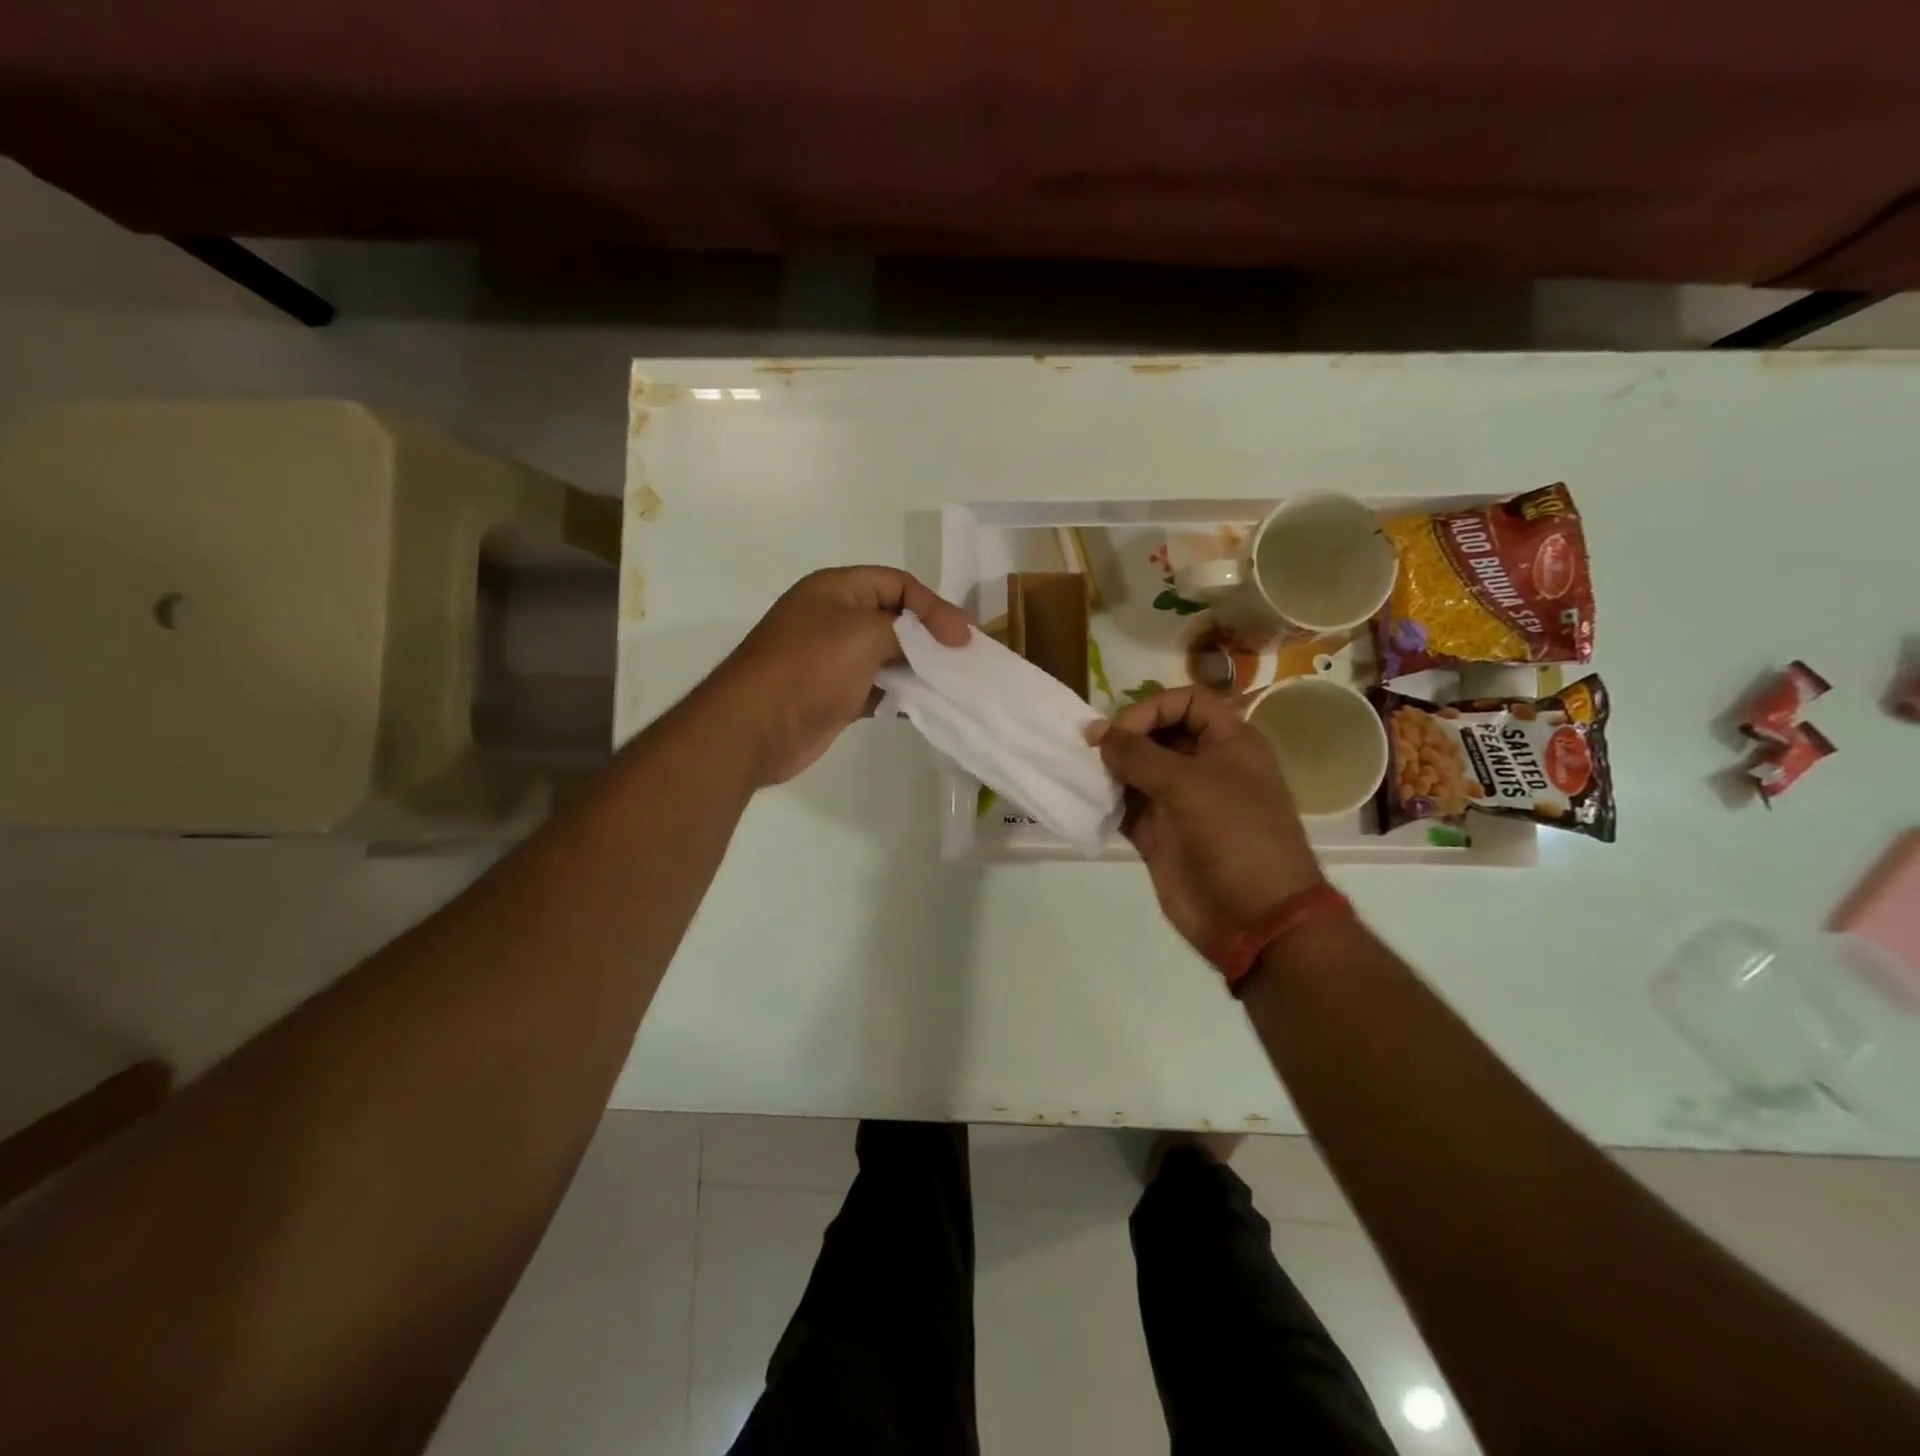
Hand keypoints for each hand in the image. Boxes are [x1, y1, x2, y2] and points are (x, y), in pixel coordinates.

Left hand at [711, 567, 969, 785]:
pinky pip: (880, 688)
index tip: (961, 638)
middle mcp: (835, 619)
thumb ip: (909, 632)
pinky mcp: (837, 696)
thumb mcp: (864, 634)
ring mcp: (835, 659)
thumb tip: (939, 644)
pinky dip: (903, 695)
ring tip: (954, 684)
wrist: (754, 728)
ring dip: (921, 669)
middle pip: (896, 619)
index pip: (898, 583)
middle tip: (964, 659)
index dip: (934, 606)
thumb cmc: (809, 668)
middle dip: (931, 638)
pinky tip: (926, 706)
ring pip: (890, 656)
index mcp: (836, 589)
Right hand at [1090, 687, 1324, 963]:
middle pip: (1157, 732)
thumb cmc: (1236, 837)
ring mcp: (1179, 801)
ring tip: (1082, 772)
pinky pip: (1126, 806)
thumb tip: (1099, 734)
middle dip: (1124, 736)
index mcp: (1228, 742)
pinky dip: (1105, 800)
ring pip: (1137, 769)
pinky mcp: (1158, 833)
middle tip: (1089, 749)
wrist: (1255, 918)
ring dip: (1109, 768)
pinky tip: (1085, 799)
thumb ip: (1140, 755)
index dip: (1152, 708)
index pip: (1186, 702)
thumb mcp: (1191, 785)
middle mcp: (1203, 765)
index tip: (1122, 732)